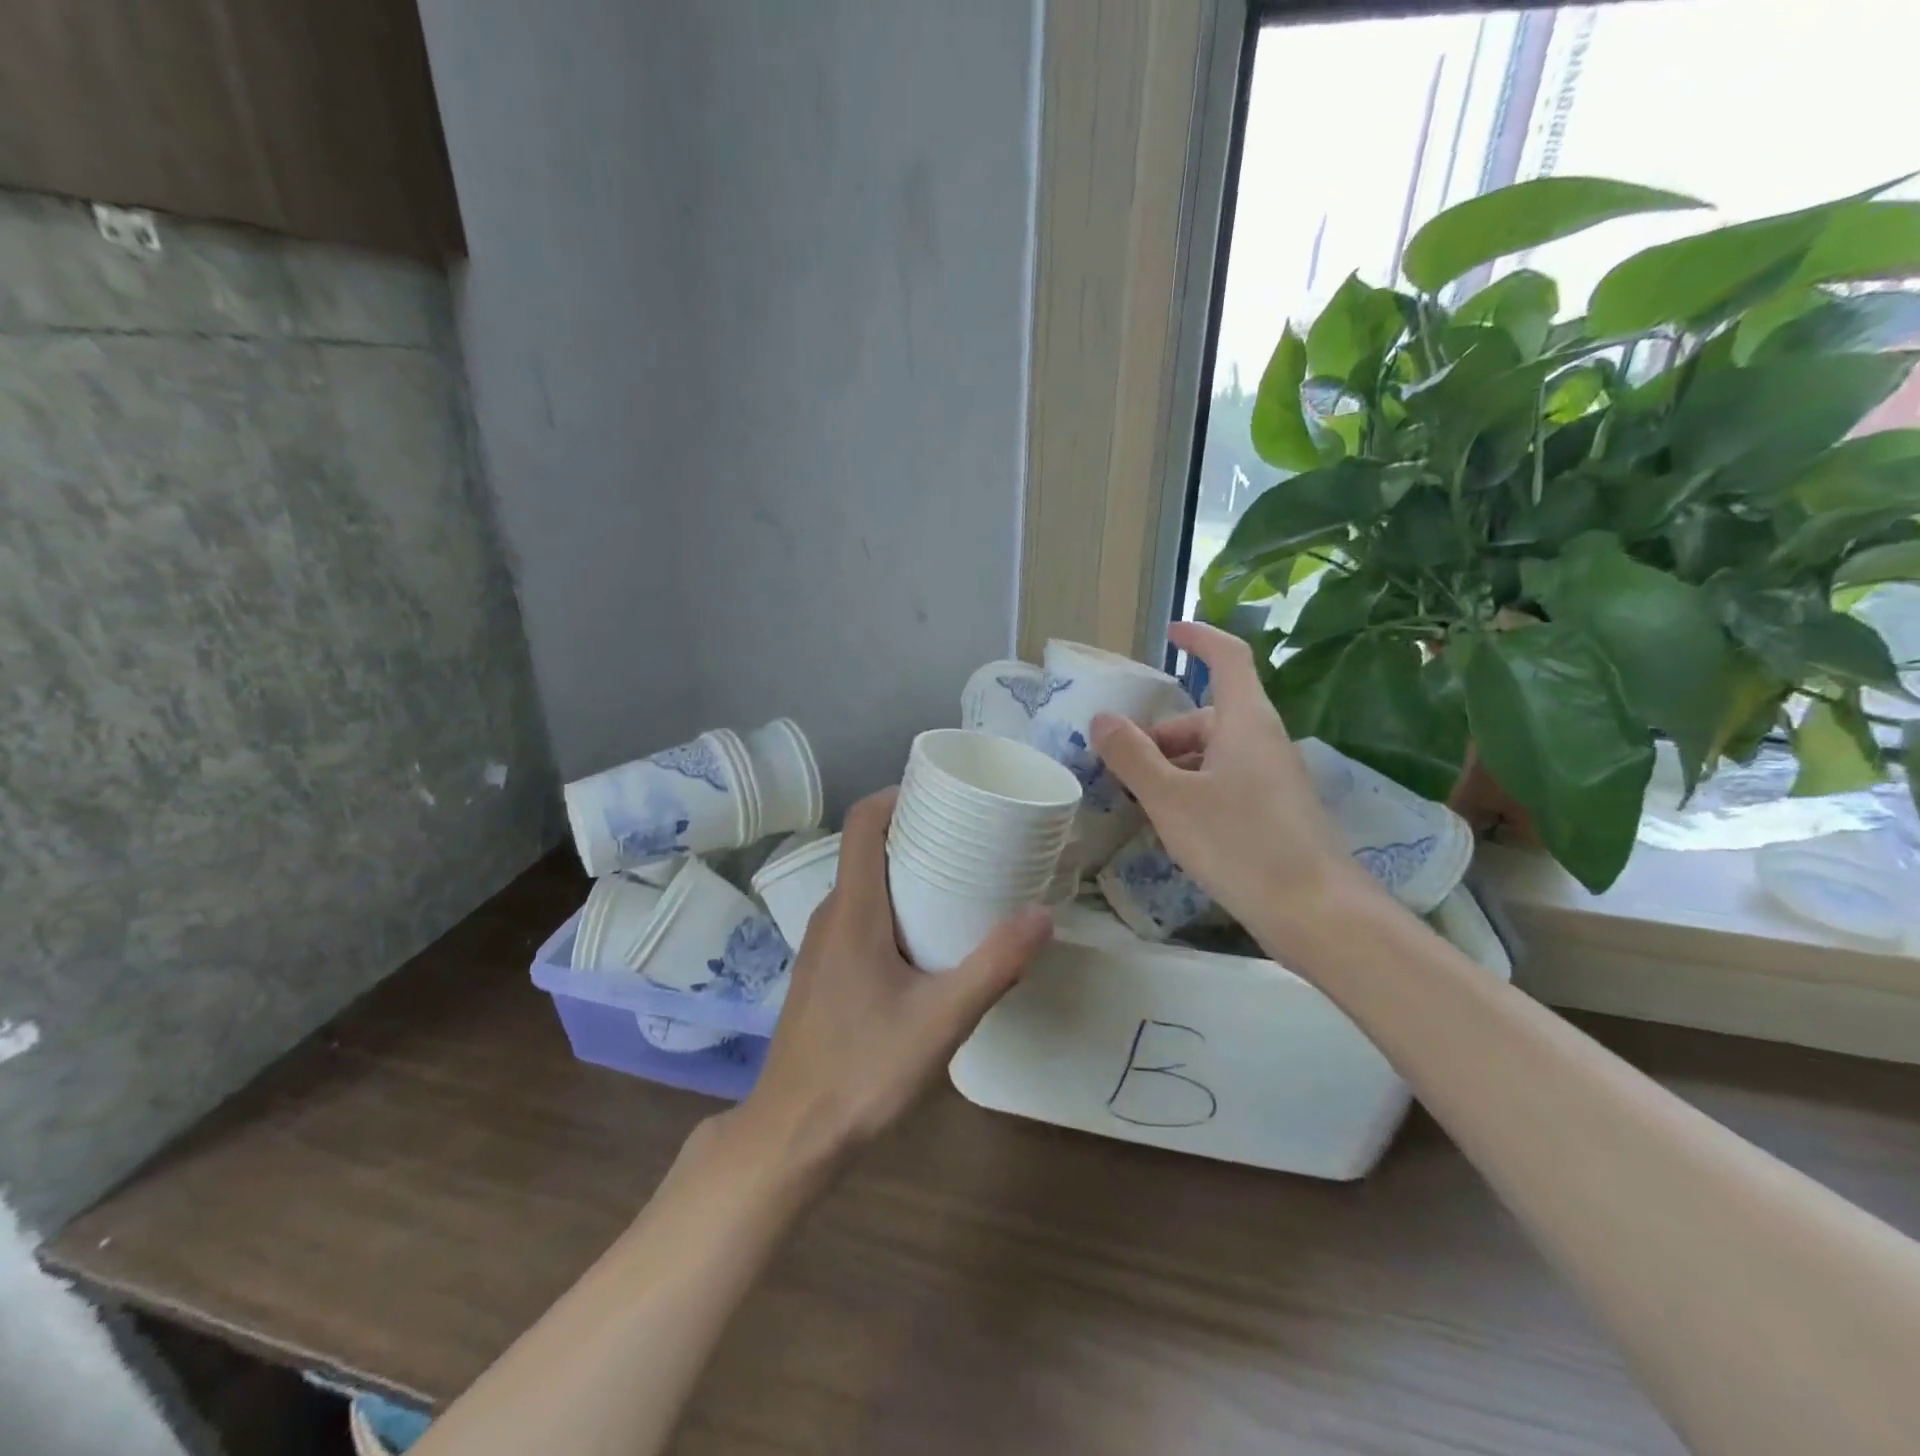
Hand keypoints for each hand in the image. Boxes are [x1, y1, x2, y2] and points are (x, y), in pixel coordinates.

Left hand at [724, 788, 1051, 1169]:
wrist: (793, 1135)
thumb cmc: (863, 1069)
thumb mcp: (941, 1020)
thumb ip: (994, 966)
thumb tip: (1042, 915)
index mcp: (853, 909)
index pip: (863, 822)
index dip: (898, 794)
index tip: (943, 793)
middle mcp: (831, 914)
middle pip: (869, 849)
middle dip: (917, 833)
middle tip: (971, 838)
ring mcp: (822, 944)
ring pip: (866, 886)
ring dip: (908, 873)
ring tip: (961, 882)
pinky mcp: (824, 972)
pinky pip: (861, 917)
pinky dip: (895, 907)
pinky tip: (929, 940)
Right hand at [1089, 621, 1384, 950]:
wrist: (1318, 913)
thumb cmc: (1241, 844)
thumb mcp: (1171, 799)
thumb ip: (1133, 756)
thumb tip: (1102, 718)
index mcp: (1244, 721)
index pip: (1227, 658)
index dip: (1199, 638)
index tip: (1170, 633)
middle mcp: (1263, 740)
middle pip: (1207, 716)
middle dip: (1161, 733)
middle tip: (1122, 765)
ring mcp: (1273, 778)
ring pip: (1214, 753)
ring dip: (1174, 765)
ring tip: (1140, 800)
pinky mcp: (1275, 811)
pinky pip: (1226, 782)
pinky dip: (1194, 789)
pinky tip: (1175, 825)